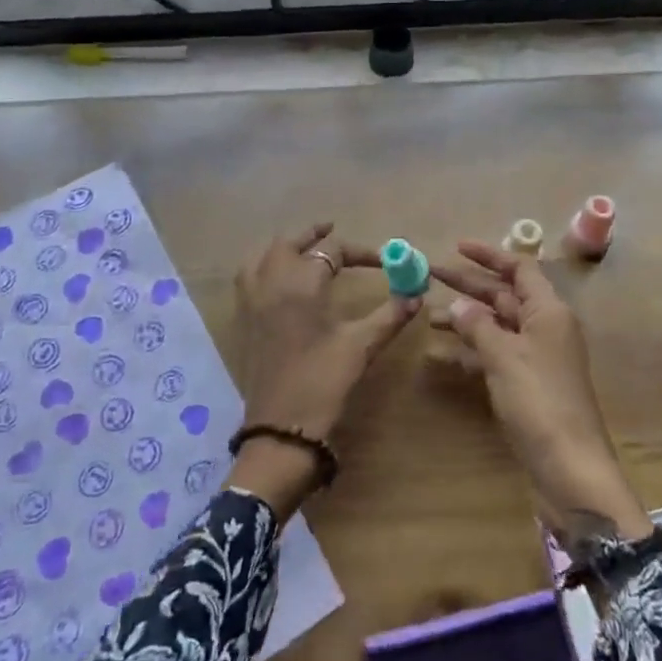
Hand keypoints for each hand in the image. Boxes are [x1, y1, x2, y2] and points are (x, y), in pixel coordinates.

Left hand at [229, 223, 421, 519]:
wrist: (281, 429)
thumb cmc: (323, 383)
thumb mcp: (361, 347)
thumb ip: (390, 316)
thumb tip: (417, 295)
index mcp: (300, 284)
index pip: (332, 250)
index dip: (361, 251)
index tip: (385, 262)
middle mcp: (271, 284)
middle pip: (289, 243)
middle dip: (313, 235)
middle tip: (333, 232)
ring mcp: (252, 302)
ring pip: (262, 255)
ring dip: (284, 246)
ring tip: (303, 247)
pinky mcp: (244, 321)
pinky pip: (247, 277)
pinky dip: (262, 265)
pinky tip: (278, 279)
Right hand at [431, 241, 651, 539]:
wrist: (570, 470)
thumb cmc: (540, 402)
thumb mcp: (504, 357)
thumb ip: (478, 325)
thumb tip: (458, 304)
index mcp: (549, 312)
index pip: (519, 268)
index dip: (489, 255)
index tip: (456, 247)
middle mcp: (545, 329)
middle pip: (504, 295)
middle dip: (468, 285)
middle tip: (429, 275)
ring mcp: (536, 359)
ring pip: (496, 326)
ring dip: (465, 319)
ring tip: (428, 316)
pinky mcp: (527, 387)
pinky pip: (494, 357)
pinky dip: (469, 353)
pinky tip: (440, 357)